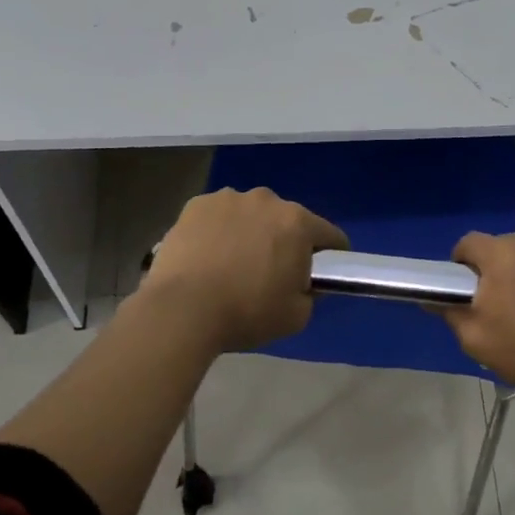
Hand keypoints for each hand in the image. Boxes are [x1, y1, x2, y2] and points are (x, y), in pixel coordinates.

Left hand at [139, 188, 348, 351]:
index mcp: (298, 223)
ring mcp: (228, 198)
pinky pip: (218, 216)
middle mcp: (266, 200)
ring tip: (232, 264)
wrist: (182, 310)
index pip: (330, 235)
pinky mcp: (196, 204)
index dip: (332, 256)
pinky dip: (218, 231)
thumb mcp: (297, 316)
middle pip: (287, 220)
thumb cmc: (247, 313)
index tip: (322, 273)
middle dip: (285, 241)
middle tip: (270, 273)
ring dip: (250, 231)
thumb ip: (310, 294)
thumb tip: (303, 283)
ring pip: (250, 214)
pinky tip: (207, 256)